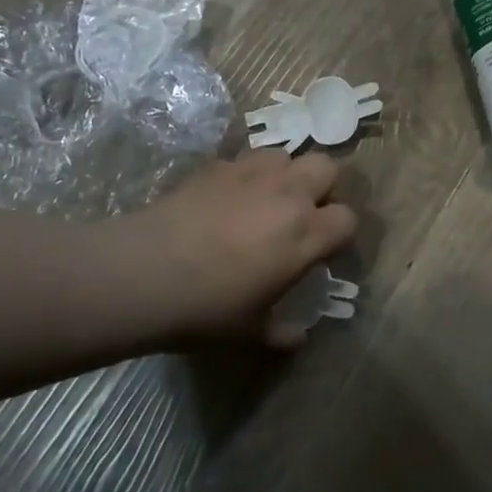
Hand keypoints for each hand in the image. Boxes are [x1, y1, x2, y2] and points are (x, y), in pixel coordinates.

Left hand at [140, 151, 357, 345]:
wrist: (144, 272)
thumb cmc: (205, 308)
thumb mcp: (249, 330)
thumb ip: (281, 331)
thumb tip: (298, 336)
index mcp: (304, 234)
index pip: (347, 219)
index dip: (340, 234)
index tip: (323, 251)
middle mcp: (287, 194)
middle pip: (327, 167)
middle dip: (322, 187)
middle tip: (302, 214)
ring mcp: (252, 173)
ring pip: (287, 155)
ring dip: (285, 174)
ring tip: (265, 198)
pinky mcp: (218, 165)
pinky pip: (246, 160)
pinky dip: (247, 175)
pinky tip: (227, 197)